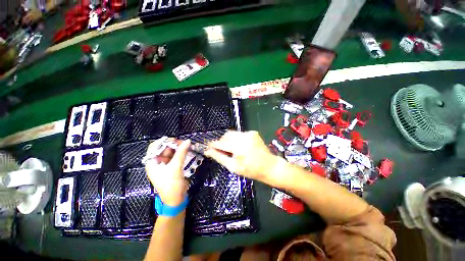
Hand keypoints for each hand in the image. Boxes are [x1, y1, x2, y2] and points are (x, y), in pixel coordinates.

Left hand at [145, 139, 189, 205]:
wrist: (176, 199)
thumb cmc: (171, 184)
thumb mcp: (176, 167)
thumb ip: (181, 153)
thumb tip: (188, 141)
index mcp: (152, 163)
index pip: (154, 147)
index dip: (163, 142)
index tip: (175, 139)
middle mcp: (157, 163)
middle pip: (164, 149)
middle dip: (173, 145)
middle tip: (184, 143)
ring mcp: (165, 165)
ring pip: (171, 153)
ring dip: (179, 149)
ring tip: (187, 146)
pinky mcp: (172, 167)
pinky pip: (176, 157)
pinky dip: (181, 154)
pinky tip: (187, 151)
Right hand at [205, 131, 280, 183]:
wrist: (269, 166)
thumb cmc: (251, 170)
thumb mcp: (233, 167)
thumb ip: (220, 157)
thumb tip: (208, 151)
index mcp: (238, 147)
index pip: (220, 143)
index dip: (213, 145)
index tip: (208, 147)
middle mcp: (243, 137)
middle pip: (226, 135)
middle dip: (222, 142)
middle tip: (223, 150)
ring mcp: (249, 133)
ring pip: (233, 133)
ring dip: (229, 140)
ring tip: (233, 149)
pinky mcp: (253, 132)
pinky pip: (240, 134)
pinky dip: (237, 139)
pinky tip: (241, 147)